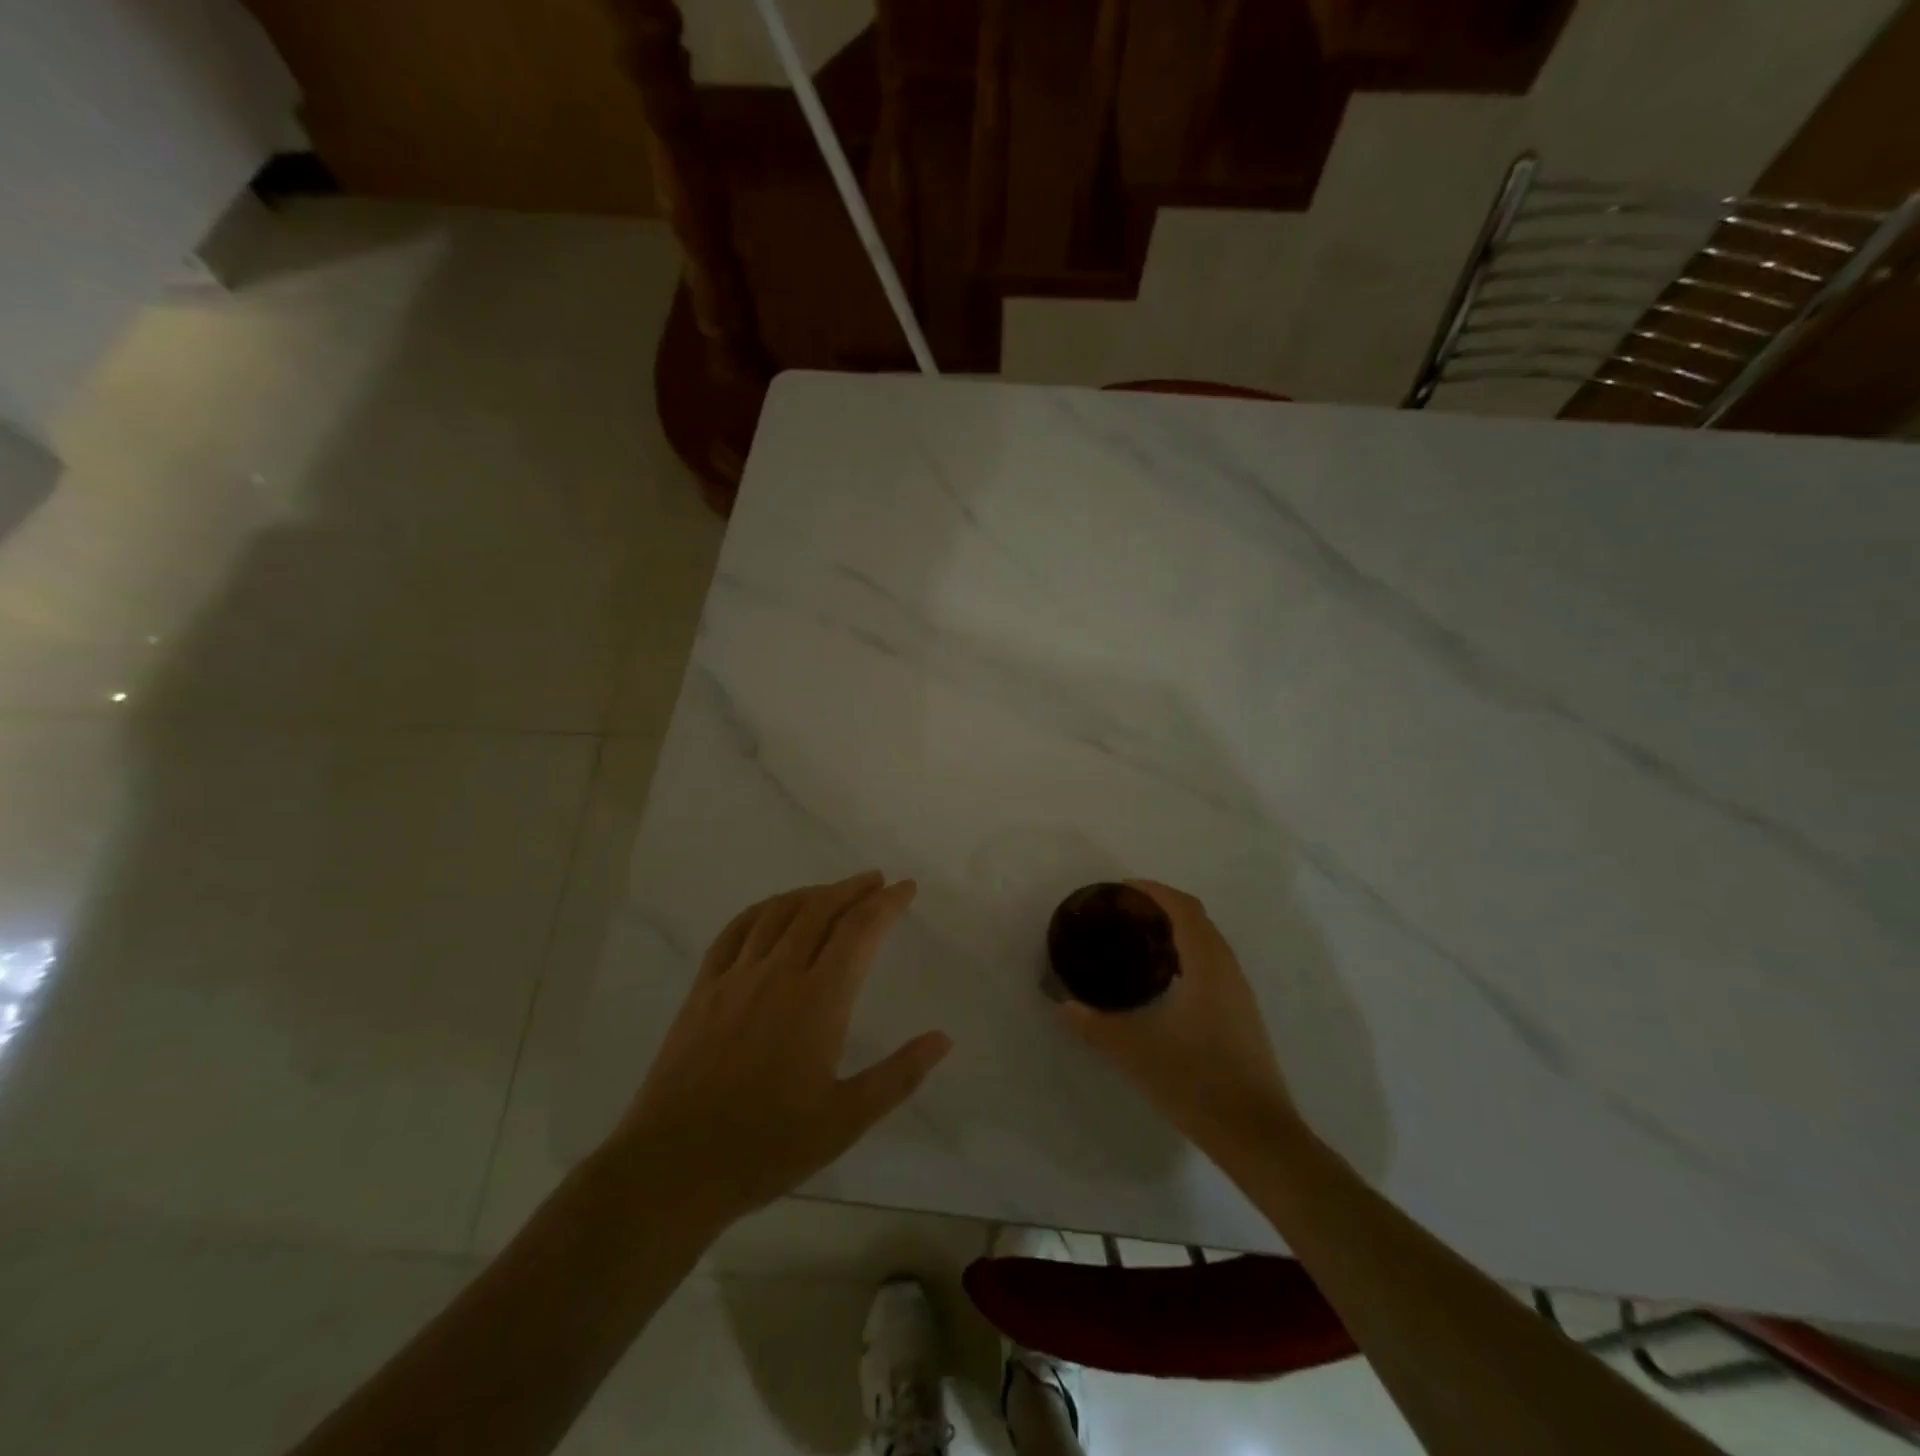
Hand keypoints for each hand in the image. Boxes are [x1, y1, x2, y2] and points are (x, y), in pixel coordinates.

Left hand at [616, 872, 950, 1223]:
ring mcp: (736, 977)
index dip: (886, 904)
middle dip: (852, 889)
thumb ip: (898, 1076)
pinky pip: (736, 931)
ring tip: (833, 891)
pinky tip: (773, 911)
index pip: (859, 931)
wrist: (674, 1165)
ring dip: (812, 893)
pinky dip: (763, 909)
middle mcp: (778, 973)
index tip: (906, 888)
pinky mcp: (704, 989)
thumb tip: (942, 1039)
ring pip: (779, 913)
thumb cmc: (767, 1146)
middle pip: (820, 910)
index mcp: (818, 1000)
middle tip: (876, 881)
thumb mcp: (845, 1120)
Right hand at [1057, 880, 1298, 1160]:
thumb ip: (1094, 1024)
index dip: (1154, 890)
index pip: (1183, 908)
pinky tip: (1164, 983)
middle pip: (1198, 919)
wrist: (1258, 1136)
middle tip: (1123, 914)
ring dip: (1177, 931)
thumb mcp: (1134, 1052)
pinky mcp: (1243, 1016)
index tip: (1121, 889)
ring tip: (1139, 942)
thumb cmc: (1197, 1083)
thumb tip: (1062, 1004)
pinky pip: (1214, 966)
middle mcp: (1228, 971)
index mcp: (1207, 966)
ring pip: (1209, 943)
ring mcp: (1240, 994)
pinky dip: (1188, 955)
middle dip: (1162, 907)